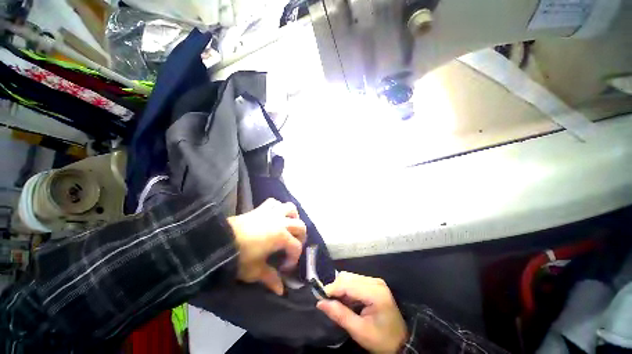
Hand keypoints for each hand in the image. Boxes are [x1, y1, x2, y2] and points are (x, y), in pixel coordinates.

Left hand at [227, 198, 305, 294]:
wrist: (219, 241)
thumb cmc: (239, 257)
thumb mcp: (255, 271)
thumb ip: (270, 279)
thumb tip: (281, 291)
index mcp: (281, 237)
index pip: (296, 247)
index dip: (293, 259)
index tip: (284, 269)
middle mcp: (281, 222)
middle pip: (300, 226)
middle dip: (300, 237)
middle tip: (292, 247)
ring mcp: (271, 213)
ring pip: (290, 208)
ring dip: (293, 217)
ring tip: (289, 226)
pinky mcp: (261, 209)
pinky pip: (274, 202)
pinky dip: (278, 207)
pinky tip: (275, 215)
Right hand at [317, 272, 407, 353]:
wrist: (401, 342)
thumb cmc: (381, 339)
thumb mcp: (359, 331)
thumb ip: (340, 315)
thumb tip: (320, 303)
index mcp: (375, 292)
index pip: (348, 284)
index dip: (332, 289)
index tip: (319, 298)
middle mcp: (375, 281)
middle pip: (348, 277)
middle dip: (335, 288)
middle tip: (328, 303)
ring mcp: (375, 281)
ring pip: (350, 277)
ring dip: (340, 288)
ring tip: (337, 304)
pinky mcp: (374, 284)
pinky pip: (354, 281)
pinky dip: (347, 289)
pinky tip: (346, 301)